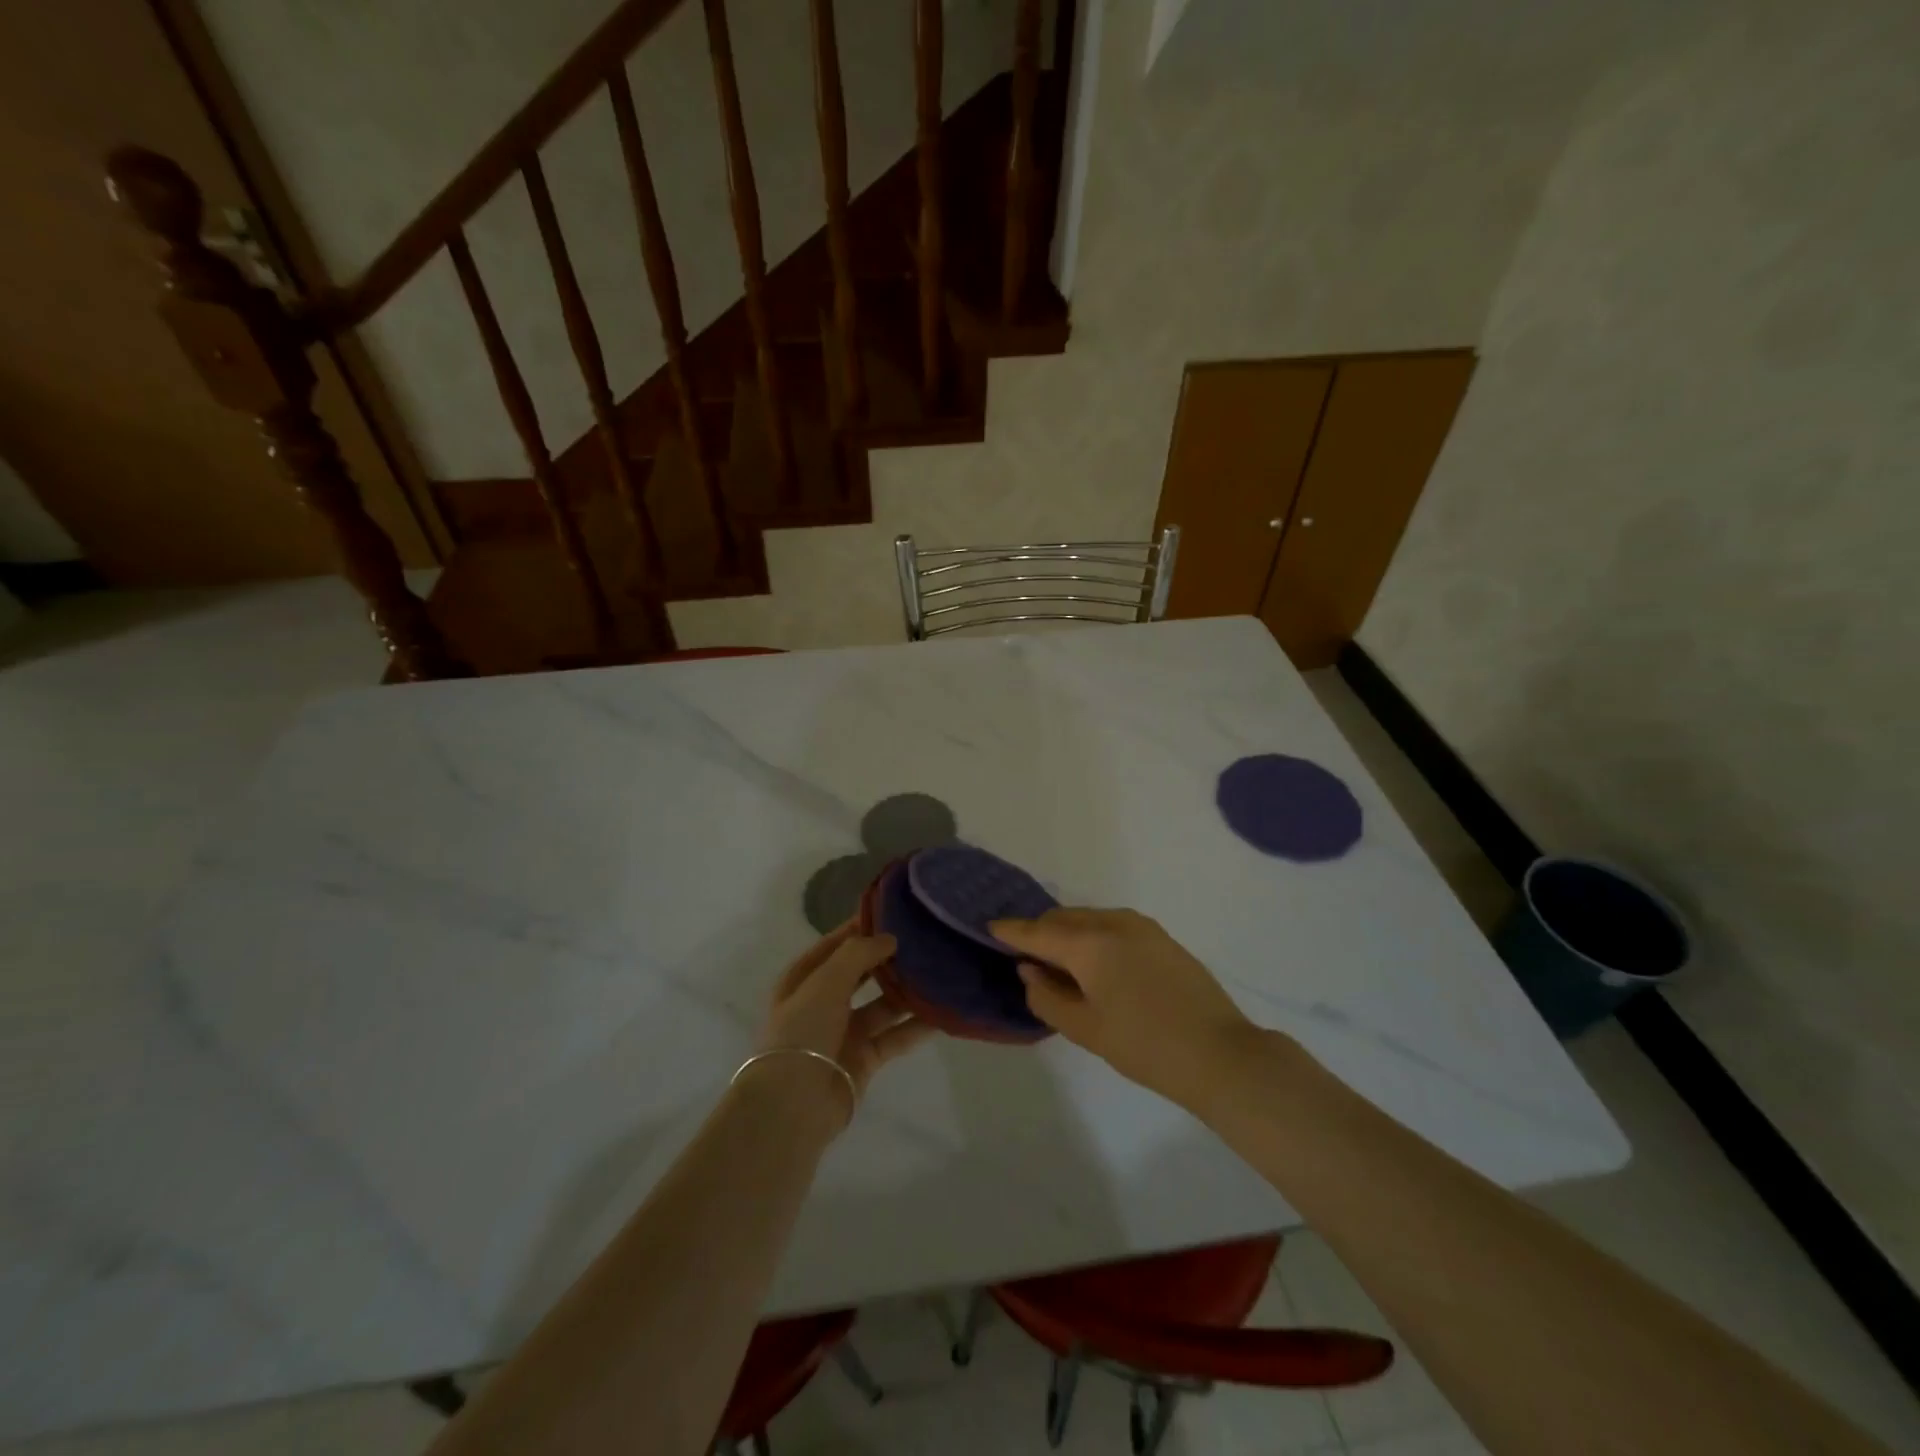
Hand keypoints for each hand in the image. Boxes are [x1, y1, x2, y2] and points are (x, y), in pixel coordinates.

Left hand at [756, 920, 932, 1103]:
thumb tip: (890, 938)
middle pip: (861, 974)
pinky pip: (895, 1036)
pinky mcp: (865, 1059)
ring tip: (939, 971)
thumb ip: (859, 954)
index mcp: (803, 980)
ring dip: (906, 991)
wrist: (794, 1103)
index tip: (893, 912)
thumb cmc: (803, 1031)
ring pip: (882, 1004)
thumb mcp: (826, 982)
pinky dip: (916, 1026)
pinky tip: (942, 1012)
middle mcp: (823, 1002)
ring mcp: (845, 1032)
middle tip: (922, 940)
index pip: (835, 945)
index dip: (860, 928)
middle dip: (887, 959)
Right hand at [991, 908, 1258, 1107]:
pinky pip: (1112, 925)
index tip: (989, 927)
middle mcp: (1113, 922)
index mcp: (1090, 943)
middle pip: (1063, 918)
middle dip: (1040, 932)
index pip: (1037, 931)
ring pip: (1089, 918)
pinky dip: (1093, 936)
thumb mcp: (1085, 1029)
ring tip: (1060, 963)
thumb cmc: (1145, 1046)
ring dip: (1068, 933)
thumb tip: (1029, 969)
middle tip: (1026, 957)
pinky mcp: (1160, 936)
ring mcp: (1141, 925)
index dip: (1011, 930)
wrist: (1220, 1054)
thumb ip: (1046, 996)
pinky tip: (1095, 963)